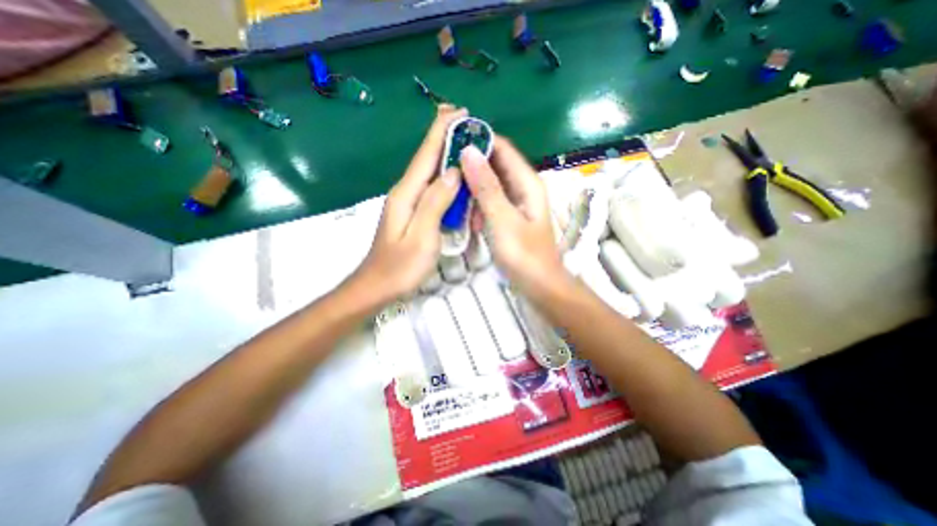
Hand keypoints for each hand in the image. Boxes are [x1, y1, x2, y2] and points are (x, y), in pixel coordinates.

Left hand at [352, 106, 465, 301]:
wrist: (377, 287)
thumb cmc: (400, 267)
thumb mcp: (422, 235)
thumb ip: (436, 202)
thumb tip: (452, 172)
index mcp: (407, 193)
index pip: (426, 154)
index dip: (441, 131)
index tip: (459, 111)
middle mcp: (406, 192)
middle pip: (426, 159)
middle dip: (445, 138)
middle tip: (468, 124)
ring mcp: (408, 204)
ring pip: (430, 174)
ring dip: (447, 157)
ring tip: (467, 147)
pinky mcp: (412, 214)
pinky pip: (431, 190)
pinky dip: (445, 179)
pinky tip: (456, 180)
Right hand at [459, 136, 565, 299]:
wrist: (540, 285)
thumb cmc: (524, 255)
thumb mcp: (502, 220)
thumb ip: (486, 187)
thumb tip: (468, 151)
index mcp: (527, 182)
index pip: (502, 149)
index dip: (479, 141)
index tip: (451, 142)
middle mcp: (523, 187)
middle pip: (496, 165)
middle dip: (472, 166)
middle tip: (445, 171)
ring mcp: (517, 203)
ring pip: (491, 184)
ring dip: (474, 189)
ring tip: (456, 199)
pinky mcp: (510, 217)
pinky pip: (492, 202)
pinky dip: (480, 206)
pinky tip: (471, 220)